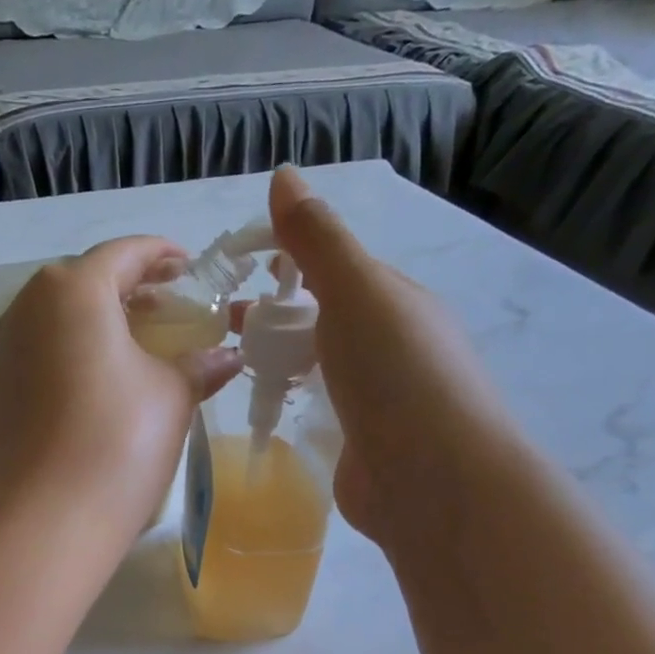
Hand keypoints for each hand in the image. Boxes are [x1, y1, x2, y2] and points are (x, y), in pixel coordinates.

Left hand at [0, 236, 240, 550]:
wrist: (44, 520)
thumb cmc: (118, 443)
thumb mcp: (171, 397)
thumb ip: (198, 365)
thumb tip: (227, 356)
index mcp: (72, 291)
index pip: (124, 254)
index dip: (162, 256)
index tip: (188, 267)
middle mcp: (24, 309)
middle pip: (82, 283)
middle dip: (126, 291)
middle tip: (164, 312)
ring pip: (53, 320)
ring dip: (93, 325)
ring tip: (130, 349)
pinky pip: (35, 356)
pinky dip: (66, 356)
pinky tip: (91, 387)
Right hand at [266, 168, 513, 537]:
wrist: (431, 478)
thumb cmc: (394, 374)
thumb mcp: (354, 291)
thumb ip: (318, 239)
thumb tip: (283, 175)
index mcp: (393, 301)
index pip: (334, 270)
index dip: (287, 263)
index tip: (237, 273)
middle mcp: (390, 345)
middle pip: (324, 320)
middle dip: (276, 316)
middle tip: (223, 327)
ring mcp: (378, 399)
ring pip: (320, 366)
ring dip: (281, 359)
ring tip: (233, 367)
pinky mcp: (361, 444)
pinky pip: (319, 410)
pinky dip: (293, 401)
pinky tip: (266, 411)